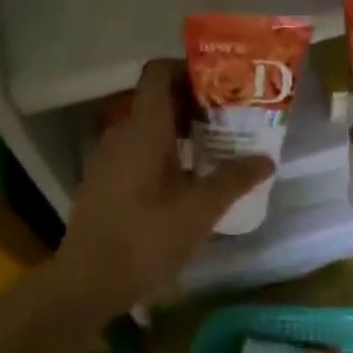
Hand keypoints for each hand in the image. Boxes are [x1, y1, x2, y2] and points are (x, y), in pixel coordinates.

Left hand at [56, 59, 274, 309]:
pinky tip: (183, 181)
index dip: (187, 69)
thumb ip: (233, 179)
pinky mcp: (102, 182)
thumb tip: (266, 160)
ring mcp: (107, 158)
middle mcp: (121, 133)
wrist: (85, 283)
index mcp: (144, 127)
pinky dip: (160, 152)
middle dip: (193, 103)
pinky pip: (134, 150)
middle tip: (228, 119)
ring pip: (146, 127)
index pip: (158, 72)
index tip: (220, 84)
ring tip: (213, 149)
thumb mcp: (199, 210)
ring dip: (178, 131)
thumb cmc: (145, 237)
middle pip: (156, 98)